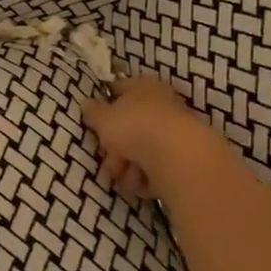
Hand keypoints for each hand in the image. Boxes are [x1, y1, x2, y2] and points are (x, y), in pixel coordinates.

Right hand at [84, 75, 217, 200]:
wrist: (179, 157)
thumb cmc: (135, 128)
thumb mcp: (103, 118)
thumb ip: (92, 111)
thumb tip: (87, 104)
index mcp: (142, 86)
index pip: (119, 88)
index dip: (104, 103)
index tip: (94, 121)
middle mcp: (161, 104)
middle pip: (130, 125)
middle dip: (115, 148)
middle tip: (110, 163)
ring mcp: (174, 131)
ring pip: (142, 149)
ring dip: (129, 166)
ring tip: (127, 178)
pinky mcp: (183, 157)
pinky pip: (157, 166)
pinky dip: (148, 176)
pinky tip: (143, 183)